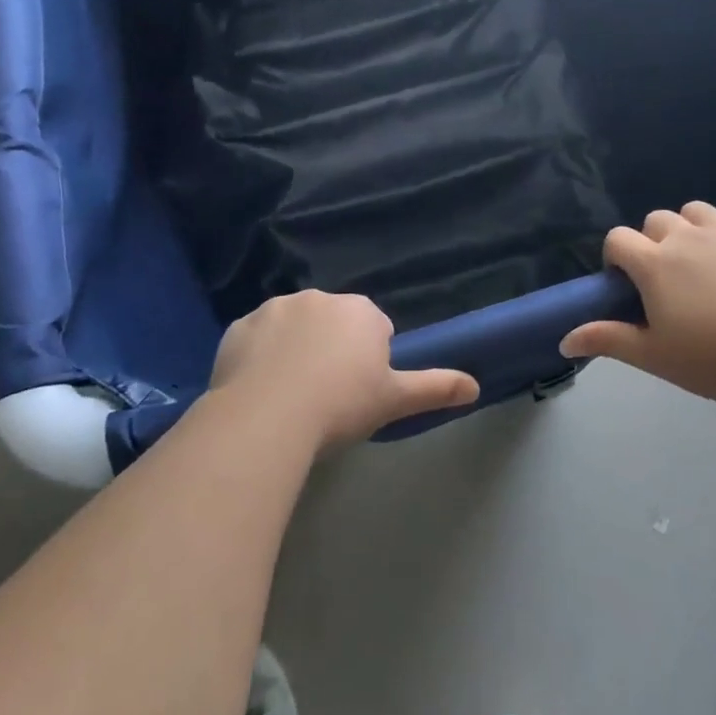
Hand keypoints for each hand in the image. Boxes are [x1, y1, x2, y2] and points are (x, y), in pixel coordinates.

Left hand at [210, 290, 479, 448]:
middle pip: (332, 324)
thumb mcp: (394, 400)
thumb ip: (435, 387)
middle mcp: (319, 298)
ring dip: (295, 350)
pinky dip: (259, 356)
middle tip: (326, 396)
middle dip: (332, 350)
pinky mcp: (239, 326)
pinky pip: (256, 339)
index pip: (373, 329)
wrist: (268, 416)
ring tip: (289, 396)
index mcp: (360, 312)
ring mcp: (275, 308)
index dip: (368, 361)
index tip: (357, 392)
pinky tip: (258, 389)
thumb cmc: (341, 405)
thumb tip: (476, 385)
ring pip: (293, 328)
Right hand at [560, 202, 715, 404]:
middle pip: (655, 220)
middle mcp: (686, 237)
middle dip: (651, 242)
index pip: (617, 239)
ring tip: (696, 259)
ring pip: (695, 209)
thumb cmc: (713, 359)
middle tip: (664, 282)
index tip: (627, 287)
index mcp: (654, 263)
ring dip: (688, 227)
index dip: (615, 258)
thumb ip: (607, 340)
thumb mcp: (653, 356)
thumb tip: (563, 341)